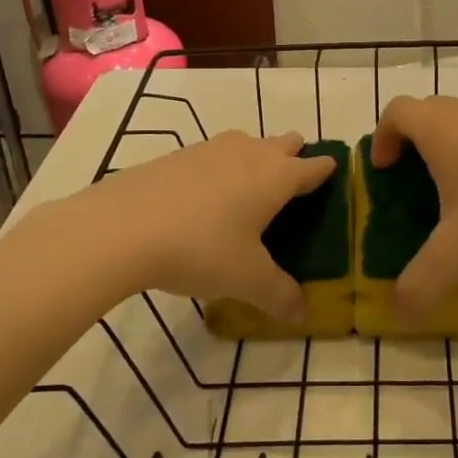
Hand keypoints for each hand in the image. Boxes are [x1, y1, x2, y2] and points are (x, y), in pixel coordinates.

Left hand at [82, 131, 336, 320]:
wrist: (122, 226)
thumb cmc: (201, 248)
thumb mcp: (246, 280)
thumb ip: (280, 295)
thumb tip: (302, 315)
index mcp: (277, 177)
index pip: (314, 167)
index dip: (327, 172)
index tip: (334, 176)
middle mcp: (250, 153)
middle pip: (285, 143)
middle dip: (294, 158)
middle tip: (293, 190)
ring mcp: (212, 149)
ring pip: (248, 143)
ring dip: (257, 158)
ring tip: (250, 192)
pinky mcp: (179, 154)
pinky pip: (215, 154)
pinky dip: (221, 168)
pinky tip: (206, 197)